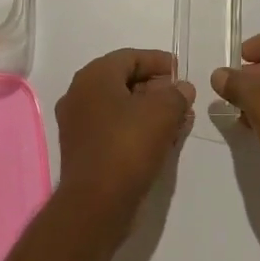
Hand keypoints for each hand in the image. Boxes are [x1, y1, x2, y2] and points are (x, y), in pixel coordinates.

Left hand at [54, 49, 193, 229]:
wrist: (96, 203)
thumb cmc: (128, 146)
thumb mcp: (163, 112)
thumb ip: (176, 94)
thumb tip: (182, 89)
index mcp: (94, 76)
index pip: (130, 57)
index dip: (159, 62)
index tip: (182, 72)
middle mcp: (79, 94)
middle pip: (123, 80)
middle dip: (155, 87)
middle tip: (182, 97)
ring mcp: (77, 123)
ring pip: (119, 106)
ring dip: (148, 109)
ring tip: (177, 119)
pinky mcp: (82, 148)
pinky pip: (113, 127)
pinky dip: (135, 127)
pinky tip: (159, 138)